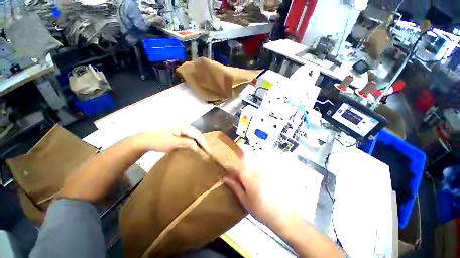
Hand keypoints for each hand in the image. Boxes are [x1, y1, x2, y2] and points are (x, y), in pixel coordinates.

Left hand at [139, 126, 209, 153]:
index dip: (204, 144)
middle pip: (198, 135)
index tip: (208, 152)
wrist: (147, 140)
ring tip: (204, 151)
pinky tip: (196, 148)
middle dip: (204, 144)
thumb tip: (198, 147)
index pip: (198, 136)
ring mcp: (183, 131)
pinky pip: (191, 139)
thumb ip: (186, 143)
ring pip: (196, 137)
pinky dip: (195, 144)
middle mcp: (186, 128)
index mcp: (185, 128)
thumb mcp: (173, 143)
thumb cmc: (160, 141)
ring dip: (200, 144)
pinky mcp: (180, 135)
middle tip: (208, 152)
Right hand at [223, 167, 296, 233]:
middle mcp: (258, 171)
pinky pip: (259, 172)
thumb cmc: (261, 210)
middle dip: (242, 176)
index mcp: (250, 178)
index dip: (233, 173)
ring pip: (252, 170)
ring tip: (254, 189)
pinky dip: (257, 177)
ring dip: (250, 176)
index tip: (231, 179)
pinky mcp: (271, 173)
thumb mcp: (245, 200)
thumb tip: (225, 178)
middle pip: (245, 169)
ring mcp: (265, 171)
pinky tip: (261, 187)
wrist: (283, 215)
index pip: (237, 169)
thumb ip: (235, 187)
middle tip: (243, 187)